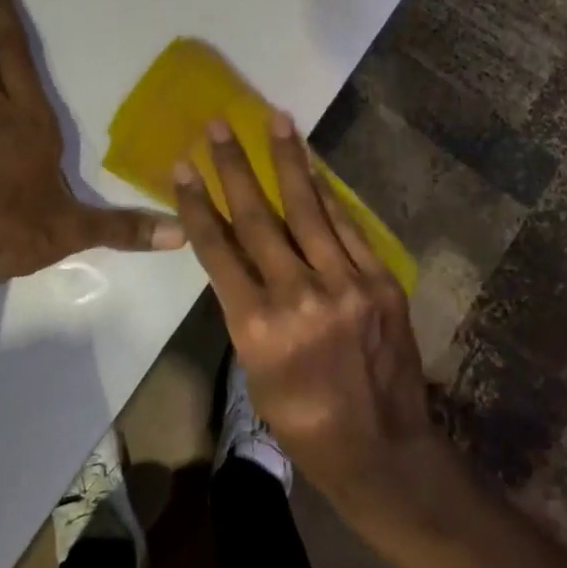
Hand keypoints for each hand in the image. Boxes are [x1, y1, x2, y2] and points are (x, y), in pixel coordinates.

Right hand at [173, 113, 436, 514]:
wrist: (384, 449)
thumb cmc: (305, 421)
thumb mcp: (256, 371)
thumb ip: (248, 308)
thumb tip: (242, 254)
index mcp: (259, 328)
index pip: (219, 251)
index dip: (197, 205)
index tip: (183, 167)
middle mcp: (300, 297)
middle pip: (258, 218)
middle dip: (234, 167)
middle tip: (219, 124)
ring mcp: (346, 285)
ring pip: (308, 210)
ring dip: (288, 160)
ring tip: (275, 119)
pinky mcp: (381, 281)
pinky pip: (349, 227)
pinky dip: (329, 195)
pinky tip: (314, 167)